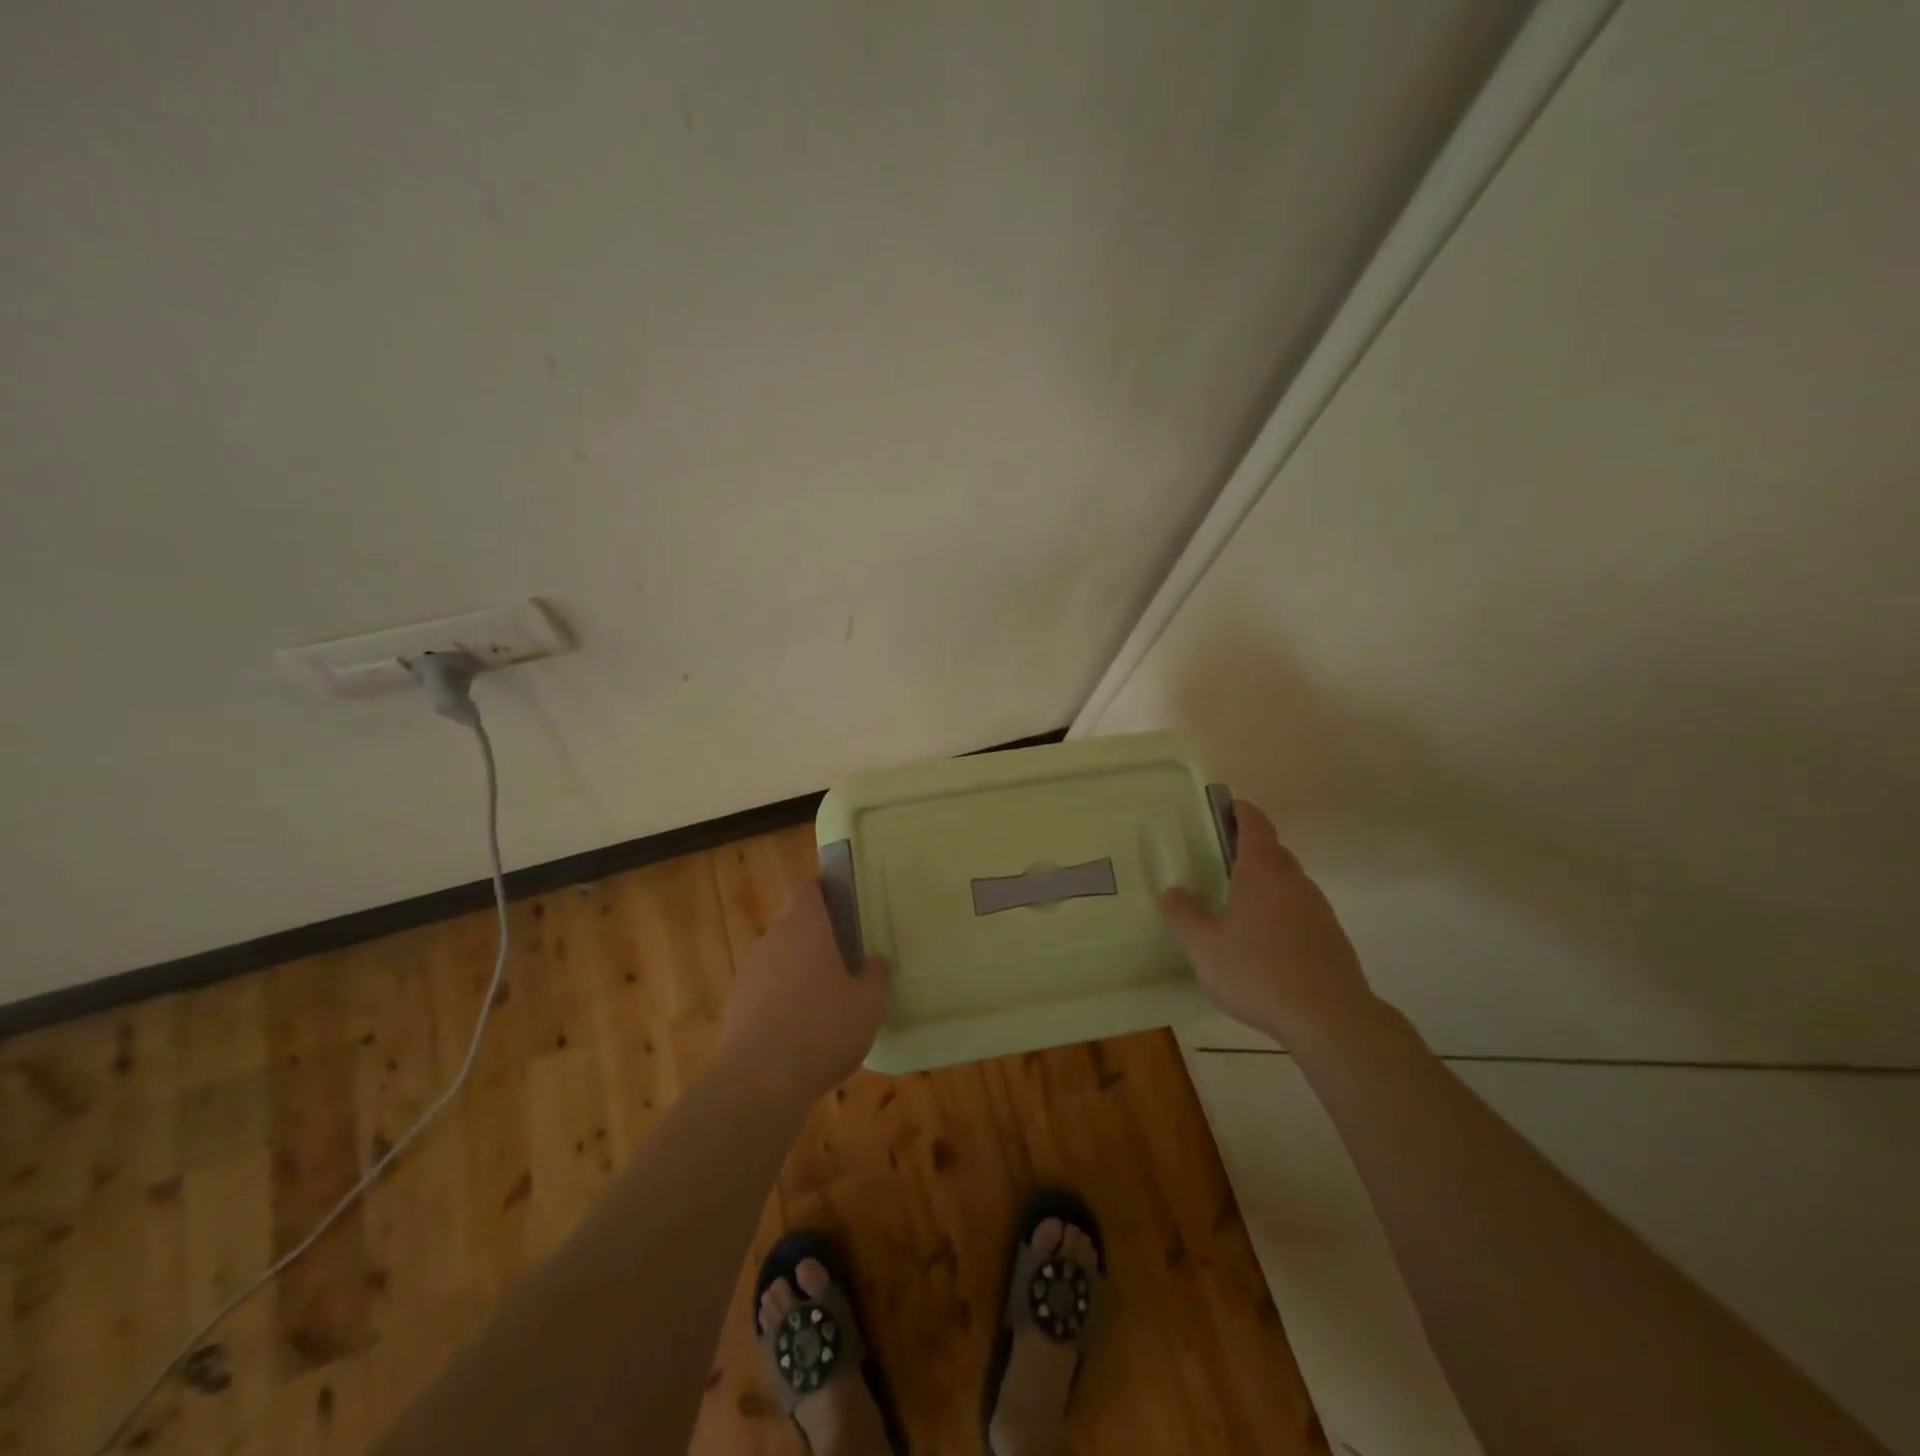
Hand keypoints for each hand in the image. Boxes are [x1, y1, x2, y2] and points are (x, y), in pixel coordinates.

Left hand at [718, 880, 892, 1103]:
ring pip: (778, 958)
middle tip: (844, 958)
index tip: (843, 903)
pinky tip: (798, 1030)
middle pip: (794, 924)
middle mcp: (772, 939)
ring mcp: (749, 972)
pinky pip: (763, 990)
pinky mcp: (734, 1005)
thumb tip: (876, 961)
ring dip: (797, 970)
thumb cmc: (823, 1029)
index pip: (809, 888)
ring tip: (823, 999)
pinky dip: (779, 1000)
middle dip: (816, 937)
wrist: (759, 1082)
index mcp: (806, 927)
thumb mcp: (869, 1004)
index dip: (825, 890)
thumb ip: (877, 976)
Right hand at [1161, 800, 1372, 1040]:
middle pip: (1273, 852)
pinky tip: (1265, 943)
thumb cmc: (1258, 971)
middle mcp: (1293, 881)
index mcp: (1261, 871)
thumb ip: (1185, 916)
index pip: (1255, 825)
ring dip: (1266, 884)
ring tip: (1238, 905)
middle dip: (1250, 850)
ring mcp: (1318, 909)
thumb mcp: (1205, 947)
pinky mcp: (1332, 938)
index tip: (1226, 807)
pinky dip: (1281, 913)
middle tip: (1220, 861)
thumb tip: (1173, 891)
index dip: (1241, 812)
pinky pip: (1300, 911)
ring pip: (1289, 883)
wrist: (1330, 1017)